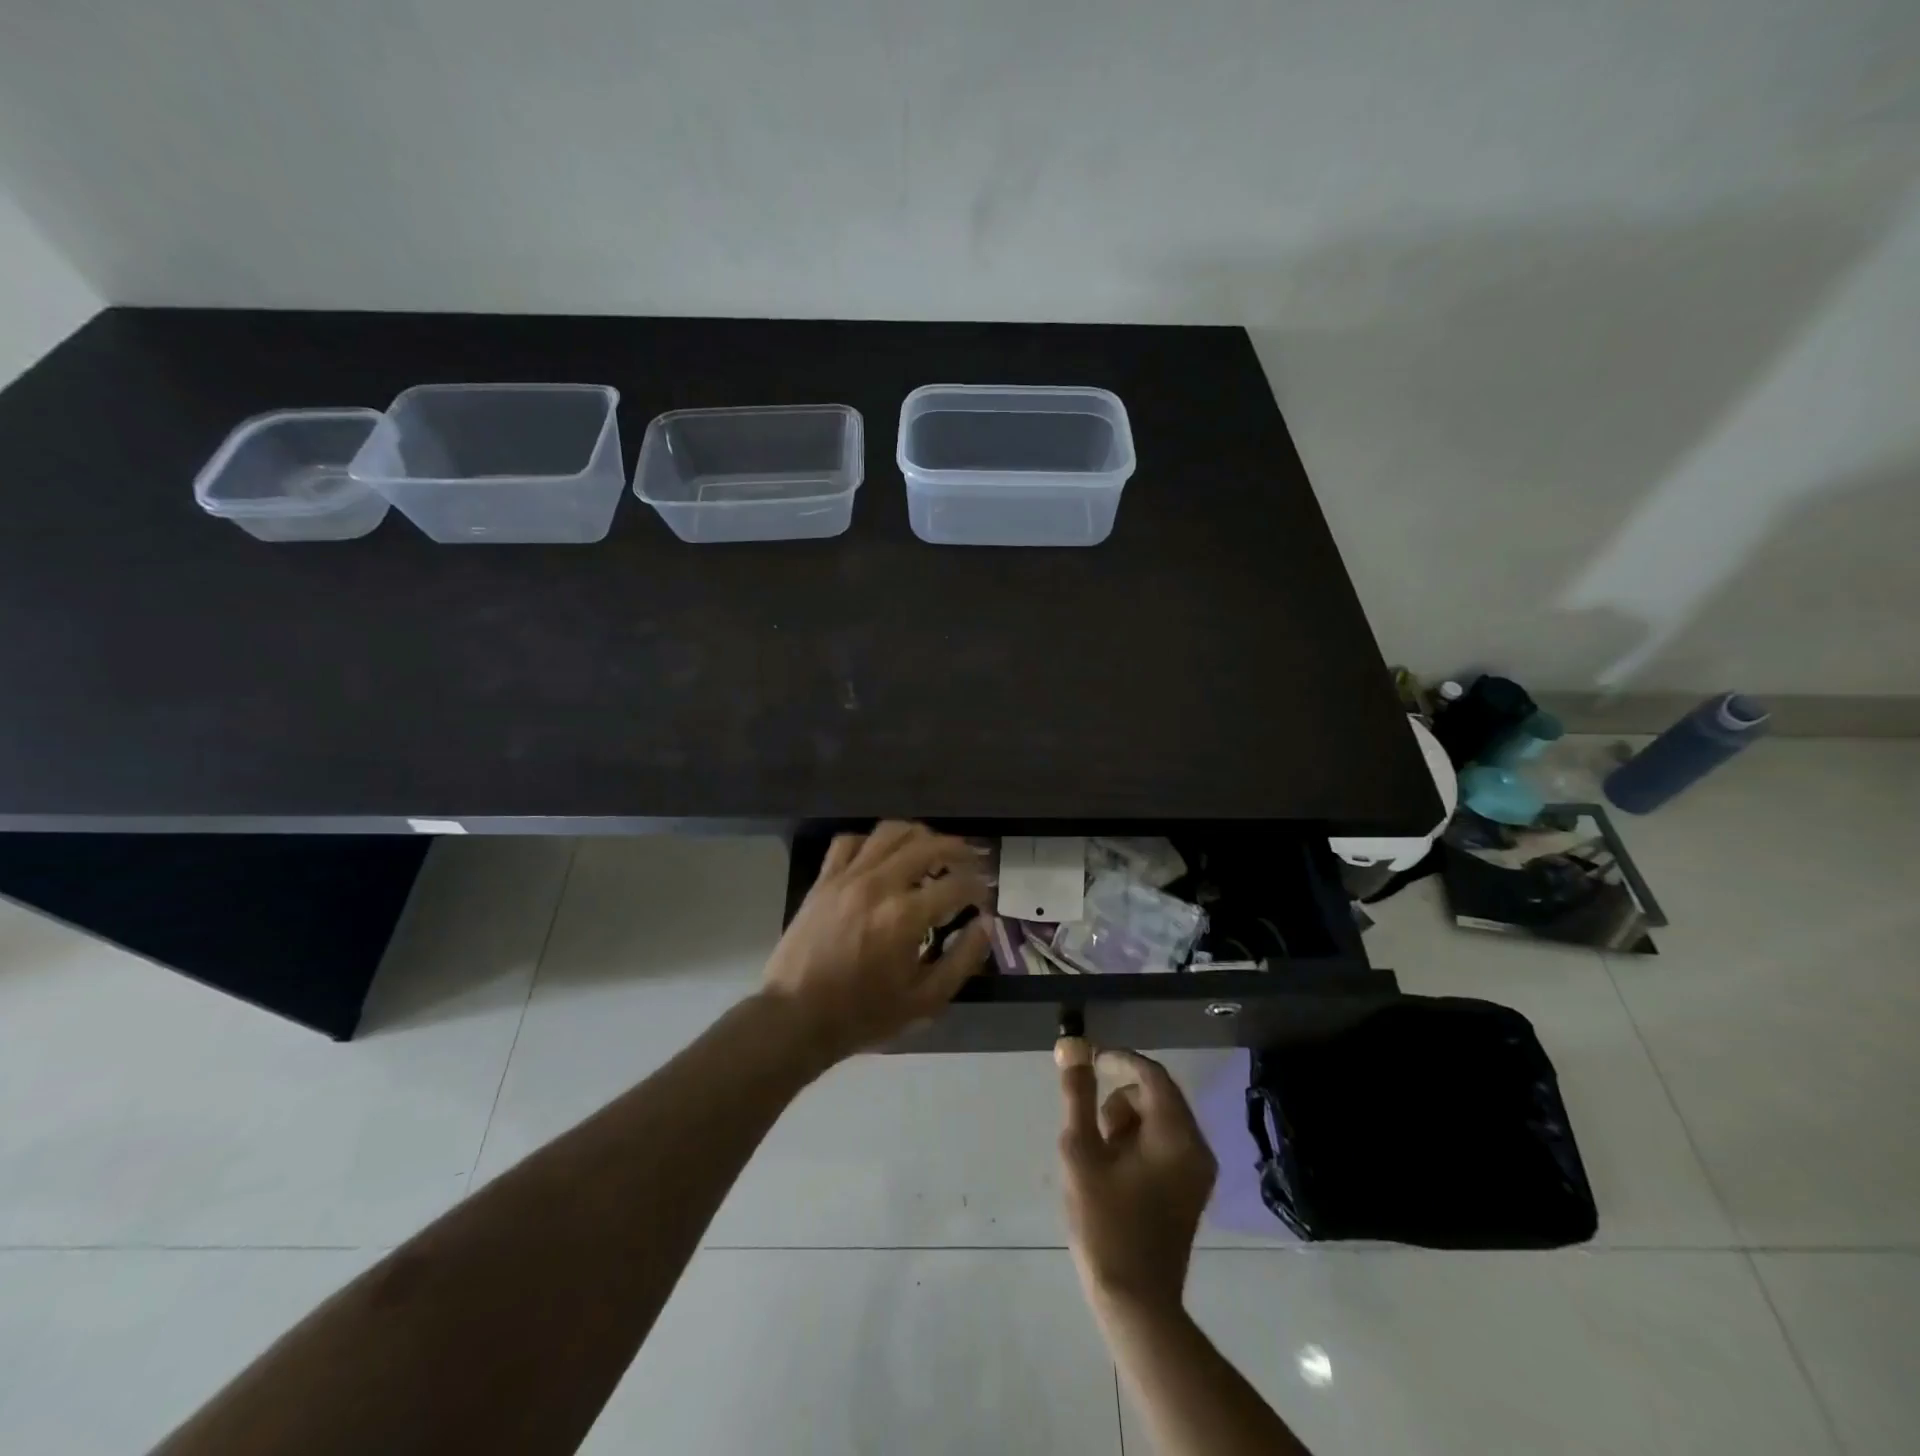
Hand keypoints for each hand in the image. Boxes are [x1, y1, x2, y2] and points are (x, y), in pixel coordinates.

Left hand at [763, 821, 990, 1064]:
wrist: (796, 1017)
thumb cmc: (863, 1014)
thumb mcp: (924, 1001)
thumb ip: (962, 960)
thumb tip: (985, 925)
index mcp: (907, 915)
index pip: (957, 884)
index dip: (978, 887)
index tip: (984, 896)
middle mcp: (880, 884)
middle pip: (928, 845)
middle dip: (958, 850)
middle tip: (971, 862)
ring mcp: (848, 877)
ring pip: (890, 832)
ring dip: (919, 836)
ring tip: (932, 850)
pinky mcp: (824, 879)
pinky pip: (850, 841)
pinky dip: (872, 842)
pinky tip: (882, 856)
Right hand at [1057, 1039, 1216, 1317]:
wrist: (1136, 1303)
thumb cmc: (1105, 1223)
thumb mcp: (1081, 1152)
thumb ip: (1077, 1094)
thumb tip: (1073, 1045)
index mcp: (1176, 1135)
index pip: (1151, 1074)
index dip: (1118, 1060)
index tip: (1088, 1062)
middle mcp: (1197, 1147)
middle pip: (1156, 1095)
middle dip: (1120, 1101)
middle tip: (1092, 1130)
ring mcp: (1198, 1171)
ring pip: (1159, 1119)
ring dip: (1127, 1123)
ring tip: (1102, 1158)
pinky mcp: (1192, 1189)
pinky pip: (1165, 1143)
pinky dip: (1139, 1143)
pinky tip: (1116, 1172)